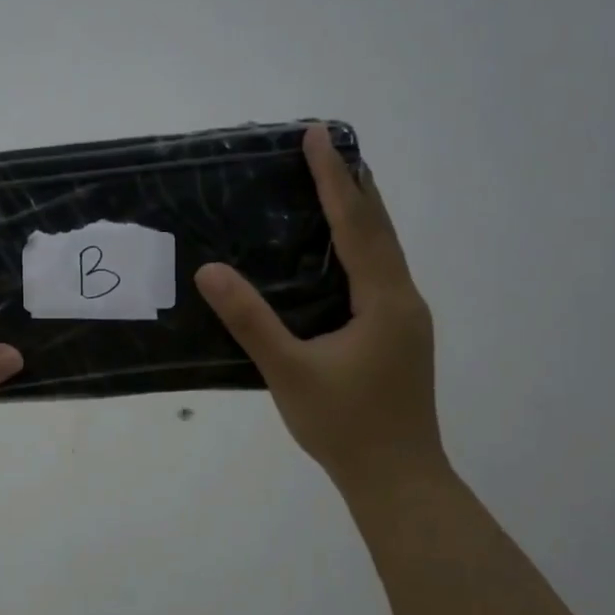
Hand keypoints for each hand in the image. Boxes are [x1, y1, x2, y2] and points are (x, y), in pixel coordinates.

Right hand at [194, 125, 447, 503]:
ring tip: (330, 184)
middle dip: (352, 184)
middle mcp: (403, 299)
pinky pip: (378, 273)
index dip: (334, 177)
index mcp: (384, 300)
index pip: (357, 224)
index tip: (317, 135)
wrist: (397, 479)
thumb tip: (209, 271)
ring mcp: (404, 319)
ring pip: (383, 250)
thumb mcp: (289, 371)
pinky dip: (358, 245)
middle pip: (380, 228)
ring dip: (359, 213)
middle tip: (324, 147)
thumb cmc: (344, 425)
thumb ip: (250, 320)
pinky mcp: (397, 336)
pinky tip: (338, 252)